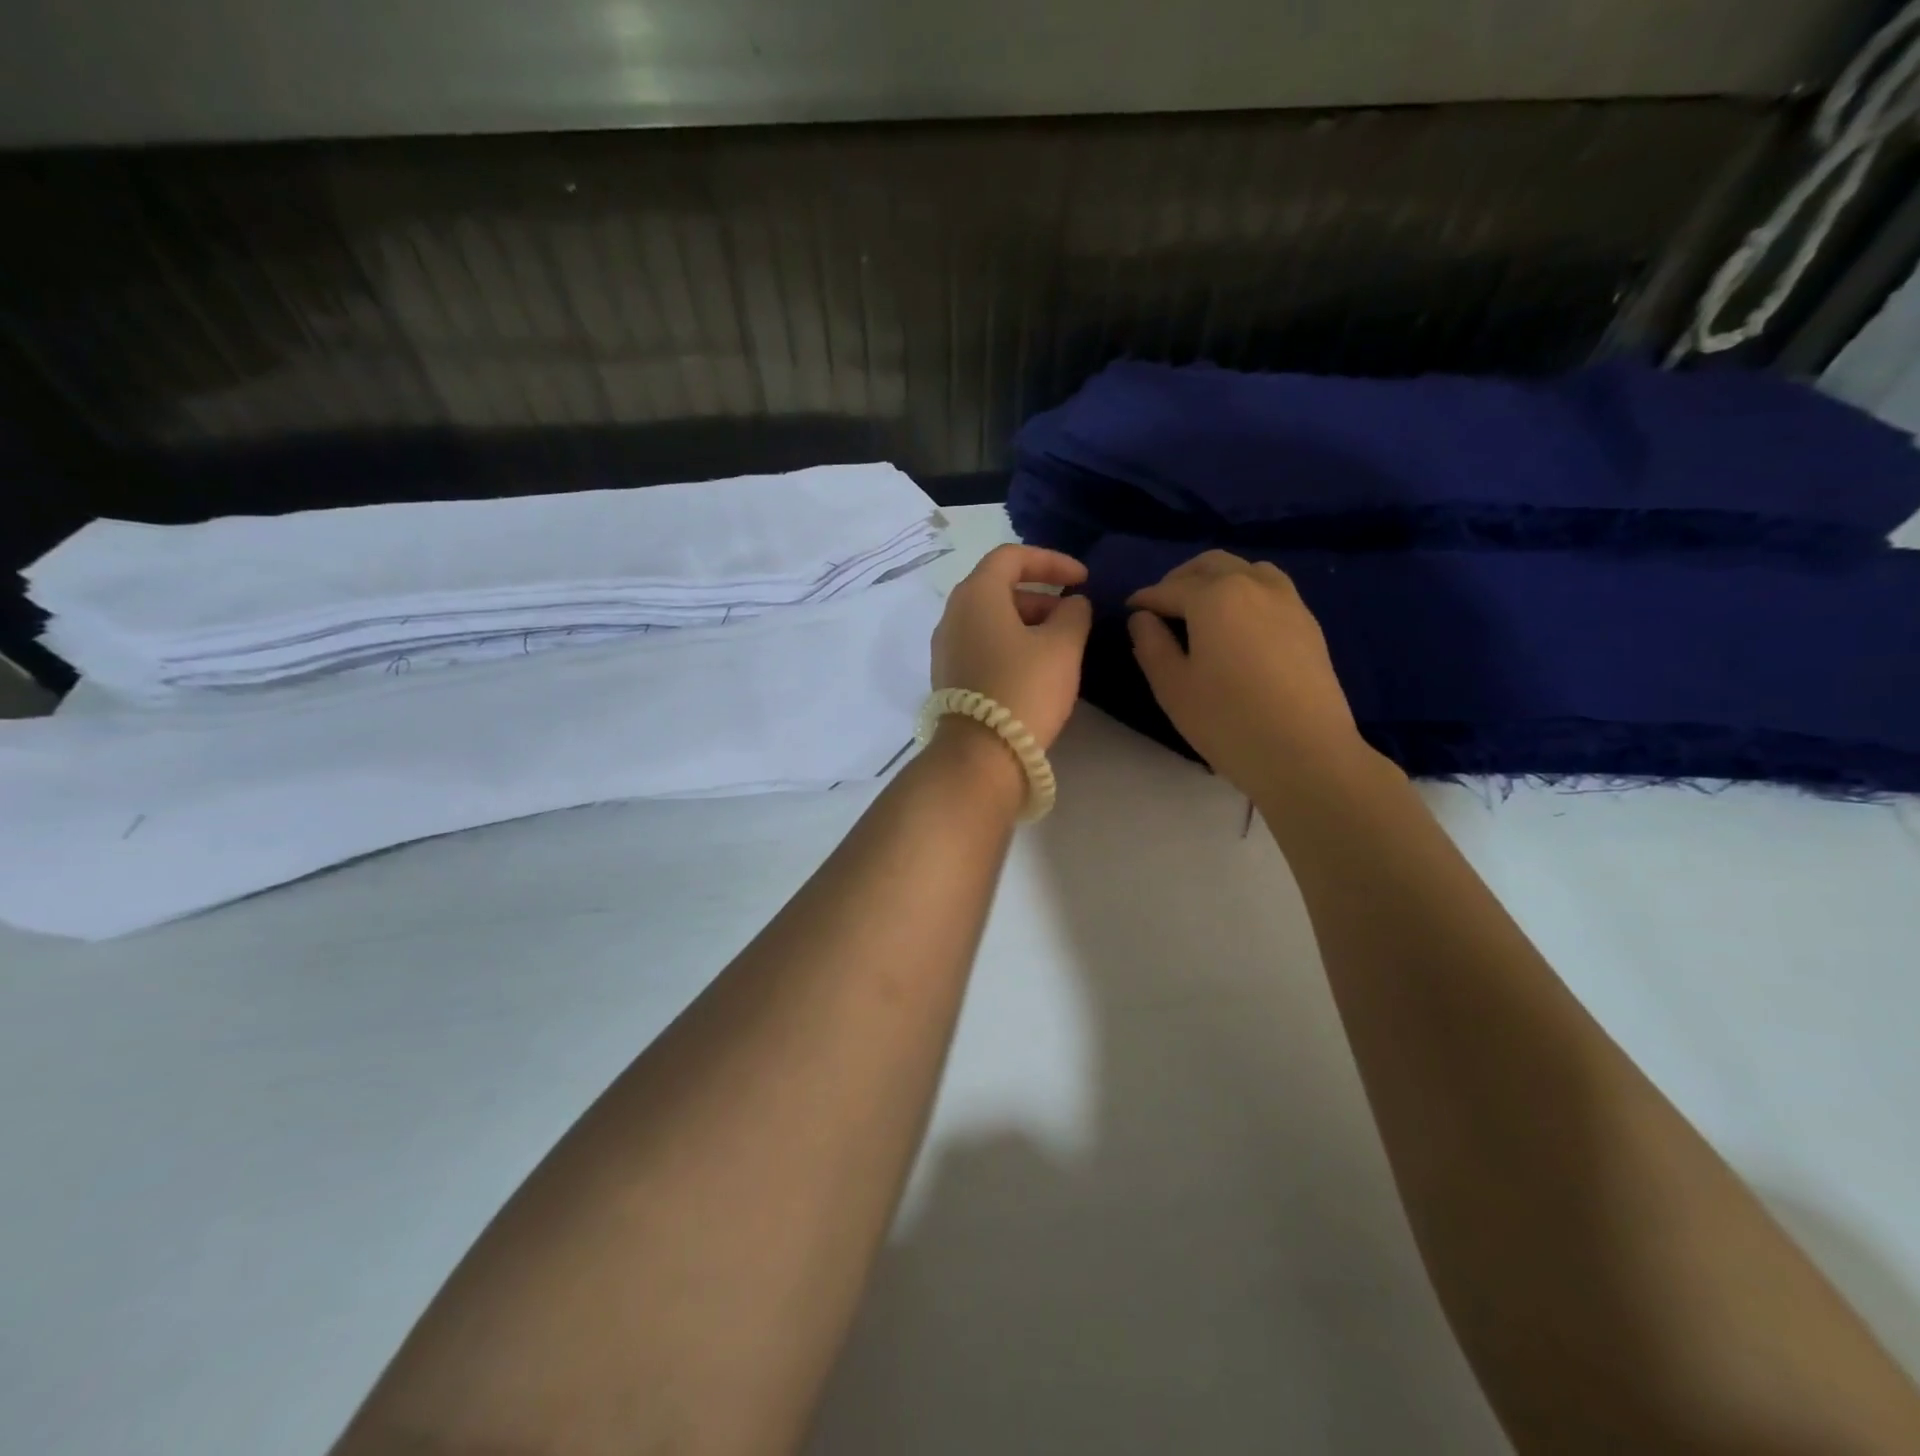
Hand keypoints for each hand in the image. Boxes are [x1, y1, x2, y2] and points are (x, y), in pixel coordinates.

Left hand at [932, 545, 1092, 750]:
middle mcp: (953, 614)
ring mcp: (946, 647)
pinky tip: (1035, 668)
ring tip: (1060, 644)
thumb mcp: (1063, 646)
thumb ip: (1074, 613)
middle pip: (998, 587)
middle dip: (1041, 594)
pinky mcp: (949, 676)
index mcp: (976, 595)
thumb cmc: (1024, 689)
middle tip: (1073, 616)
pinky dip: (1010, 643)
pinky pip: (982, 643)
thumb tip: (1073, 604)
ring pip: (990, 618)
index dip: (1051, 561)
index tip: (1082, 579)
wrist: (981, 754)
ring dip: (1027, 621)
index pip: (1011, 557)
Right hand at [1127, 550, 1379, 800]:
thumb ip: (1151, 645)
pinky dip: (1246, 592)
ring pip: (1246, 569)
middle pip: (1210, 565)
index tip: (1129, 612)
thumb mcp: (1173, 687)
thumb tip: (1142, 619)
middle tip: (1162, 607)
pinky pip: (1271, 589)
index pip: (1168, 589)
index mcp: (1214, 597)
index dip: (1144, 600)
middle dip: (1180, 579)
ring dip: (1217, 579)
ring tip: (1201, 610)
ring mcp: (1287, 601)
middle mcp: (1252, 585)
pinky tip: (1238, 624)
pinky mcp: (1308, 623)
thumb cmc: (1227, 721)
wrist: (1305, 753)